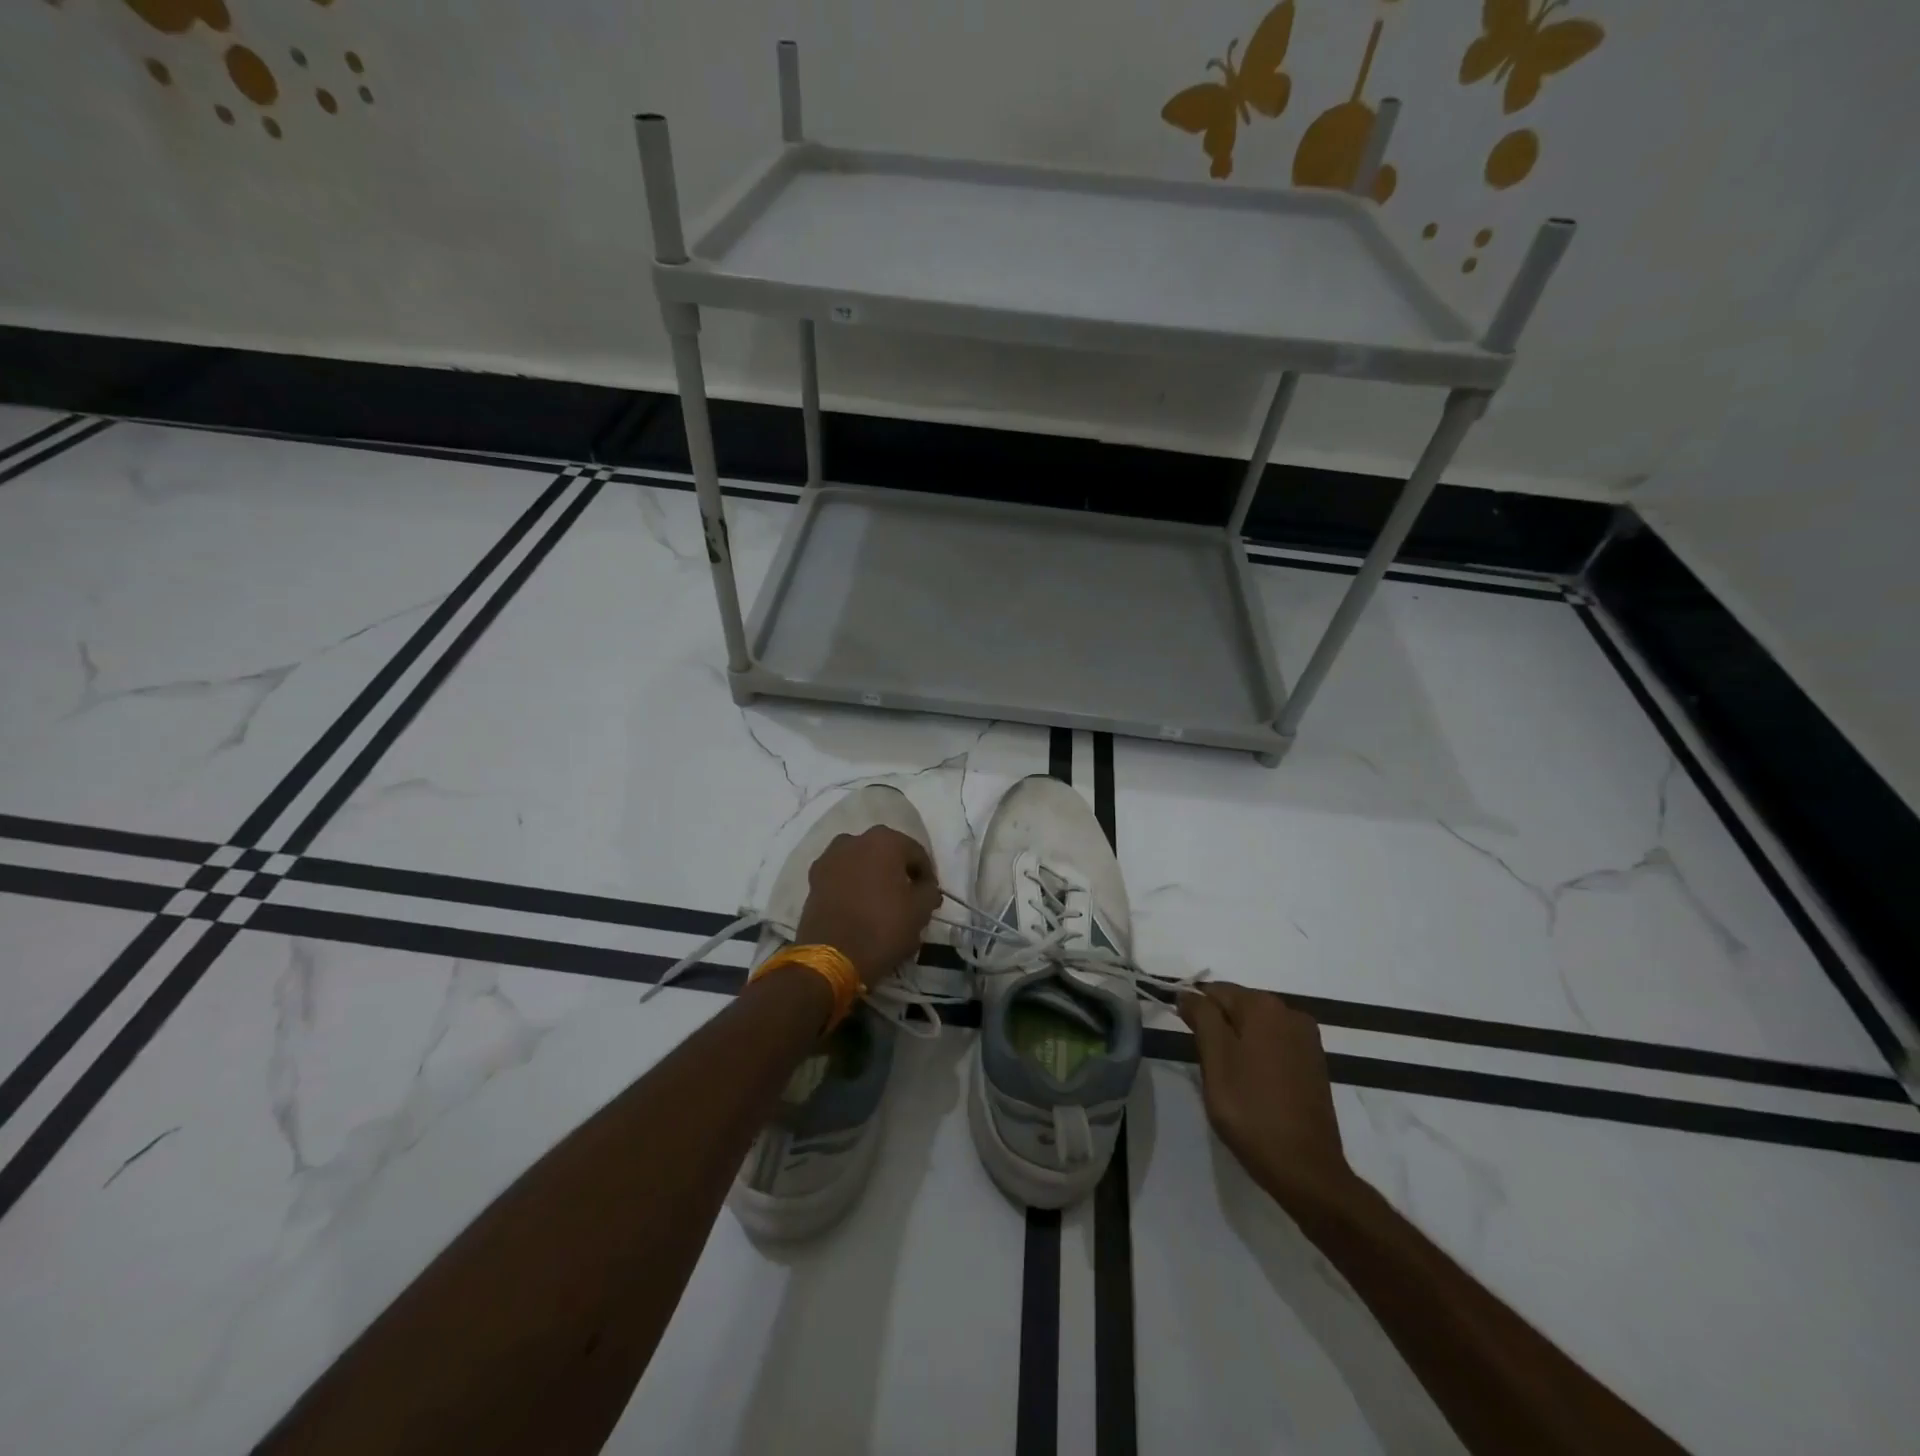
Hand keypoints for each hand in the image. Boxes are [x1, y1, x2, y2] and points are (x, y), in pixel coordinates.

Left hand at [794, 827, 940, 988]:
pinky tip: (859, 908)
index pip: (917, 854)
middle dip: (898, 873)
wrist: (830, 957)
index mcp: (884, 840)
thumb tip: (926, 888)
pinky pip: (842, 877)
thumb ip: (929, 892)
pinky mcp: (813, 879)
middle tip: (907, 899)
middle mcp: (855, 840)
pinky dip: (852, 887)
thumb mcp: (920, 912)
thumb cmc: (882, 928)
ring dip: (873, 877)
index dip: (927, 876)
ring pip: (861, 863)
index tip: (930, 898)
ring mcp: (829, 858)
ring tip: (881, 904)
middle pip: (886, 854)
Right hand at [1178, 983, 1354, 1208]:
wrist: (1305, 1168)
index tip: (1188, 1042)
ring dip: (1237, 1043)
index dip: (1195, 1012)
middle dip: (1218, 1028)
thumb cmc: (1251, 1109)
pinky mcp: (1314, 1064)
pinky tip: (1253, 1085)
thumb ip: (1201, 1016)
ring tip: (1229, 1080)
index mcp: (1264, 1006)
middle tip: (1208, 1066)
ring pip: (1256, 1027)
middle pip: (1238, 1006)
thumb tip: (1188, 993)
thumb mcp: (1215, 1059)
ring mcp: (1307, 1039)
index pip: (1215, 991)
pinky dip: (1258, 1056)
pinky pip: (1275, 1045)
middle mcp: (1290, 1012)